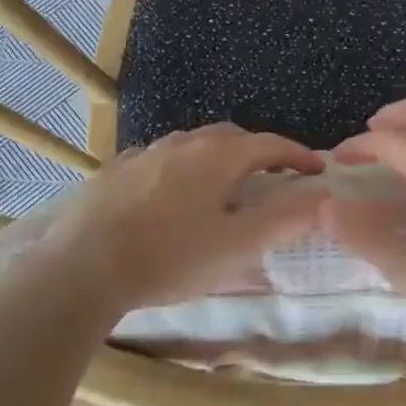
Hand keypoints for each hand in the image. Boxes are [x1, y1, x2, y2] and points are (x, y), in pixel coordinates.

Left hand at [40, 123, 326, 313]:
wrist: (82, 267)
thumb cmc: (170, 257)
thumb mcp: (238, 246)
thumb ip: (286, 219)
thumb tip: (323, 195)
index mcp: (216, 156)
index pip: (270, 144)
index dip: (299, 155)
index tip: (317, 171)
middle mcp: (180, 143)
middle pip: (230, 138)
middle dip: (257, 153)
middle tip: (271, 178)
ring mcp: (142, 154)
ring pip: (191, 147)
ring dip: (216, 160)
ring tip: (221, 188)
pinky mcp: (113, 172)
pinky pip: (158, 161)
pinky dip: (179, 171)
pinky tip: (170, 197)